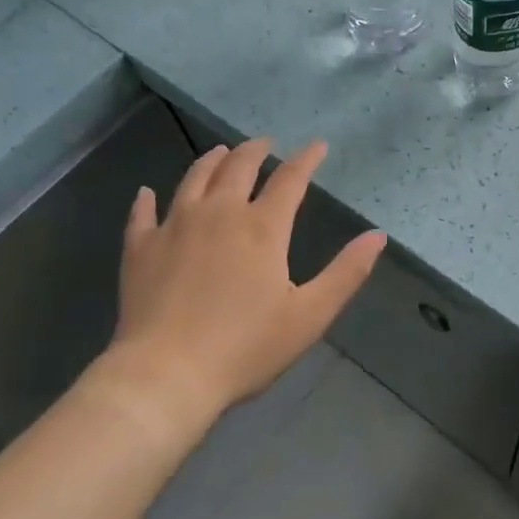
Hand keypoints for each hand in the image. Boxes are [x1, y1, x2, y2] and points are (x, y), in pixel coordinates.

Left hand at [99, 138, 385, 430]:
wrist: (166, 375)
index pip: (290, 180)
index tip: (317, 145)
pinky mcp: (141, 248)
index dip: (306, 159)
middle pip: (238, 167)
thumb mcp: (309, 315)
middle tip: (264, 143)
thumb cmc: (246, 348)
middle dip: (255, 150)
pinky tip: (147, 193)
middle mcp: (219, 214)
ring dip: (211, 161)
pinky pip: (143, 213)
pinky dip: (147, 199)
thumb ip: (346, 272)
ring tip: (220, 152)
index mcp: (262, 228)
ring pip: (194, 179)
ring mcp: (175, 226)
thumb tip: (378, 235)